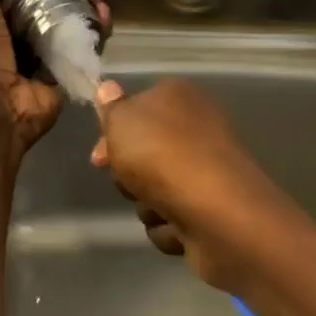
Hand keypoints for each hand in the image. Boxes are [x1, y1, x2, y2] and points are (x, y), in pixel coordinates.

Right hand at [90, 78, 301, 292]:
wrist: (215, 212)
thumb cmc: (161, 155)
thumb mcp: (122, 121)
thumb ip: (112, 108)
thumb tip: (108, 88)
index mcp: (179, 98)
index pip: (138, 109)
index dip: (113, 134)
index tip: (100, 156)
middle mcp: (197, 131)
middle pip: (144, 155)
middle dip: (130, 175)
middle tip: (127, 183)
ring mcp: (207, 173)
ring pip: (155, 191)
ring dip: (148, 204)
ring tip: (159, 207)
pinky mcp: (213, 211)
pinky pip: (173, 220)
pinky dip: (169, 227)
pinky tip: (177, 227)